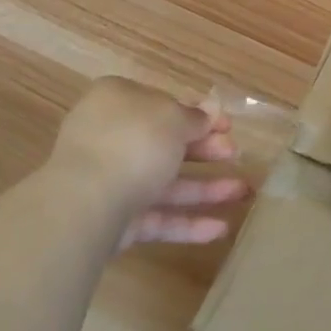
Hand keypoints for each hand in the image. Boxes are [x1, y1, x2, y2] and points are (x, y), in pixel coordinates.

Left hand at [44, 77, 250, 246]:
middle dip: (205, 150)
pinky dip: (188, 222)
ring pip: (165, 183)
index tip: (227, 125)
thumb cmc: (134, 142)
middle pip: (166, 144)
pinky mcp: (115, 222)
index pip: (162, 105)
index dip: (198, 114)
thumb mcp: (173, 118)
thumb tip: (209, 111)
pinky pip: (157, 218)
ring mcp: (111, 182)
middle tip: (236, 154)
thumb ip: (194, 117)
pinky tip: (221, 229)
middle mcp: (111, 139)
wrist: (87, 202)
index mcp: (117, 102)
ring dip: (206, 188)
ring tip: (244, 193)